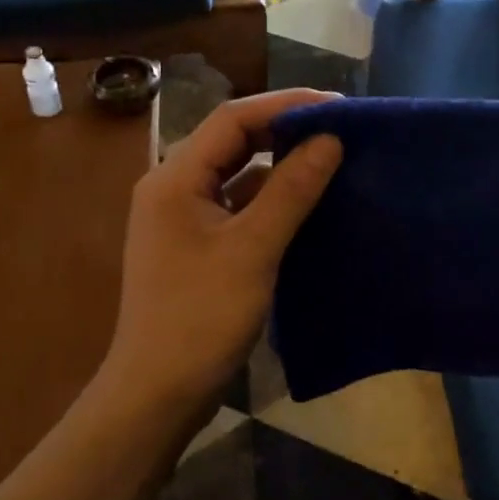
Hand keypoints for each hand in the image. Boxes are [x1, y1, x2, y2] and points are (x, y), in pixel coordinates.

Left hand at [102, 89, 342, 412]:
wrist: (158, 394)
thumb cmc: (200, 318)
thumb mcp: (252, 250)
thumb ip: (291, 191)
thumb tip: (330, 139)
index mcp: (174, 178)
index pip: (232, 119)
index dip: (285, 105)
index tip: (337, 107)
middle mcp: (174, 188)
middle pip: (233, 141)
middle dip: (285, 130)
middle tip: (340, 129)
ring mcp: (184, 218)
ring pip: (237, 174)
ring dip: (280, 164)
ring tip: (331, 158)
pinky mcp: (198, 246)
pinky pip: (238, 206)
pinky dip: (271, 199)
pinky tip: (307, 202)